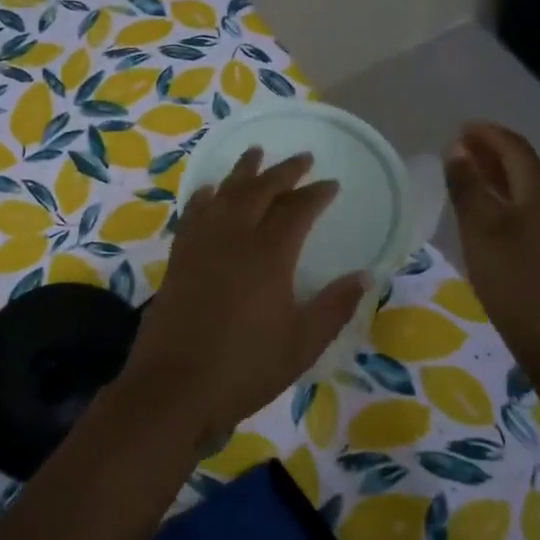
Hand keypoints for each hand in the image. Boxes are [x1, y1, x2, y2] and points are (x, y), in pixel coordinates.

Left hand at [121, 149, 367, 446]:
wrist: (175, 386)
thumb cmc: (245, 368)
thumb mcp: (302, 344)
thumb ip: (334, 307)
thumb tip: (365, 276)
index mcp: (269, 255)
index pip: (297, 210)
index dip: (316, 194)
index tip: (331, 184)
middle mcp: (233, 237)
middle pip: (260, 190)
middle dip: (284, 171)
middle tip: (302, 158)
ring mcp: (201, 245)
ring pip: (224, 194)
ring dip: (243, 171)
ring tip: (255, 153)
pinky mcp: (178, 258)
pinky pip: (194, 213)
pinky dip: (205, 196)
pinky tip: (209, 191)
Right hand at [444, 122, 539, 365]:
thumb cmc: (511, 277)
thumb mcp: (481, 228)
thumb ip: (468, 186)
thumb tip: (457, 149)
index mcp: (537, 194)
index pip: (516, 149)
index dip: (488, 134)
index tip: (459, 127)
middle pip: (521, 165)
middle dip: (490, 149)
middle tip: (456, 144)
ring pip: (519, 187)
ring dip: (492, 172)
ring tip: (462, 169)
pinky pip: (518, 207)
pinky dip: (496, 195)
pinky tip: (477, 208)